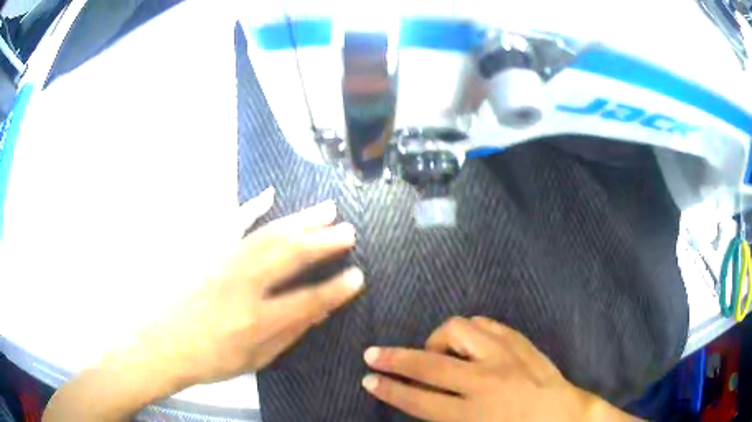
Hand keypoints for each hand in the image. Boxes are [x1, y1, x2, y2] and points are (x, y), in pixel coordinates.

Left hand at [137, 188, 364, 388]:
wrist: (164, 343)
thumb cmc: (211, 359)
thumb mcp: (256, 358)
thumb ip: (289, 333)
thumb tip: (319, 311)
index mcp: (257, 319)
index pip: (308, 300)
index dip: (336, 289)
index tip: (358, 276)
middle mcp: (243, 284)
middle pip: (291, 255)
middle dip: (325, 241)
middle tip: (349, 231)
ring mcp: (224, 262)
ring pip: (270, 234)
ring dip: (301, 220)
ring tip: (327, 209)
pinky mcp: (209, 251)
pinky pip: (233, 223)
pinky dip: (252, 207)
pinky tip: (269, 194)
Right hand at [361, 316, 637, 421]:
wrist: (565, 417)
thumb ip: (446, 417)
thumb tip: (419, 398)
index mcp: (472, 414)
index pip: (418, 400)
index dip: (389, 389)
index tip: (368, 379)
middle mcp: (484, 381)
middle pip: (428, 365)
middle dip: (395, 359)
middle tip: (373, 354)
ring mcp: (504, 356)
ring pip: (457, 331)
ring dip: (438, 341)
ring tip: (437, 353)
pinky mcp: (519, 342)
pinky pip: (484, 324)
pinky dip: (467, 332)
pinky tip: (467, 343)